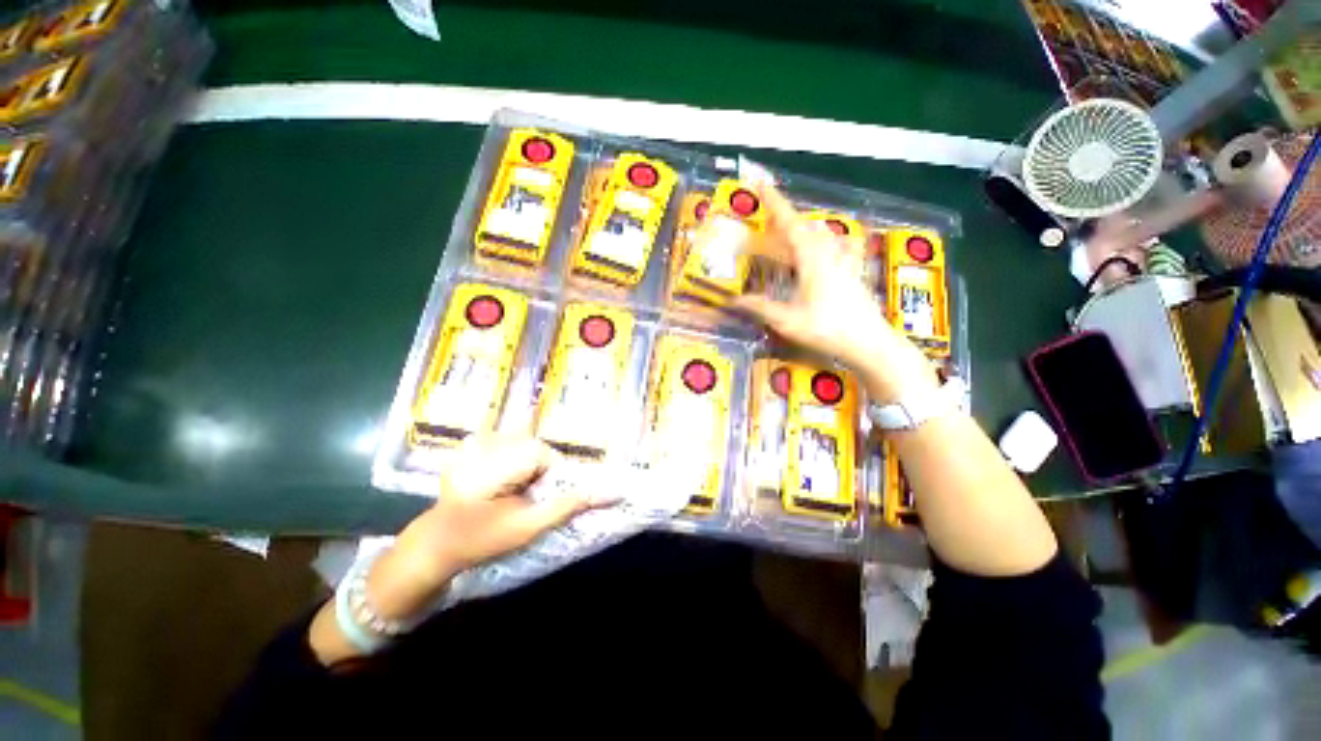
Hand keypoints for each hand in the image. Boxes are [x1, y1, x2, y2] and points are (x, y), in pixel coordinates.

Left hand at [367, 434, 605, 620]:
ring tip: (505, 489)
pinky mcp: (467, 445)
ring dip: (522, 463)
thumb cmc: (482, 539)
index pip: (542, 452)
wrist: (435, 545)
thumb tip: (612, 492)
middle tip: (520, 496)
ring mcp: (472, 442)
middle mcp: (483, 443)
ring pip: (520, 442)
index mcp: (495, 463)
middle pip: (532, 445)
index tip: (534, 497)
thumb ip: (568, 506)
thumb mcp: (529, 527)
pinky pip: (503, 443)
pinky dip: (507, 458)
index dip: (546, 475)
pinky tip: (493, 479)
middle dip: (535, 469)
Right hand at [734, 181, 934, 402]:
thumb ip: (760, 307)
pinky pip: (836, 246)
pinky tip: (824, 249)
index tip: (760, 182)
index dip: (774, 202)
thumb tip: (734, 300)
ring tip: (785, 237)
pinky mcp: (852, 270)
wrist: (869, 341)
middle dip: (784, 219)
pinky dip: (823, 242)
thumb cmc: (827, 329)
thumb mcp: (787, 320)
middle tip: (764, 222)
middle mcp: (829, 252)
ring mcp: (843, 260)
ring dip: (801, 230)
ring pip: (820, 234)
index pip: (790, 222)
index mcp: (812, 258)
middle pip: (805, 225)